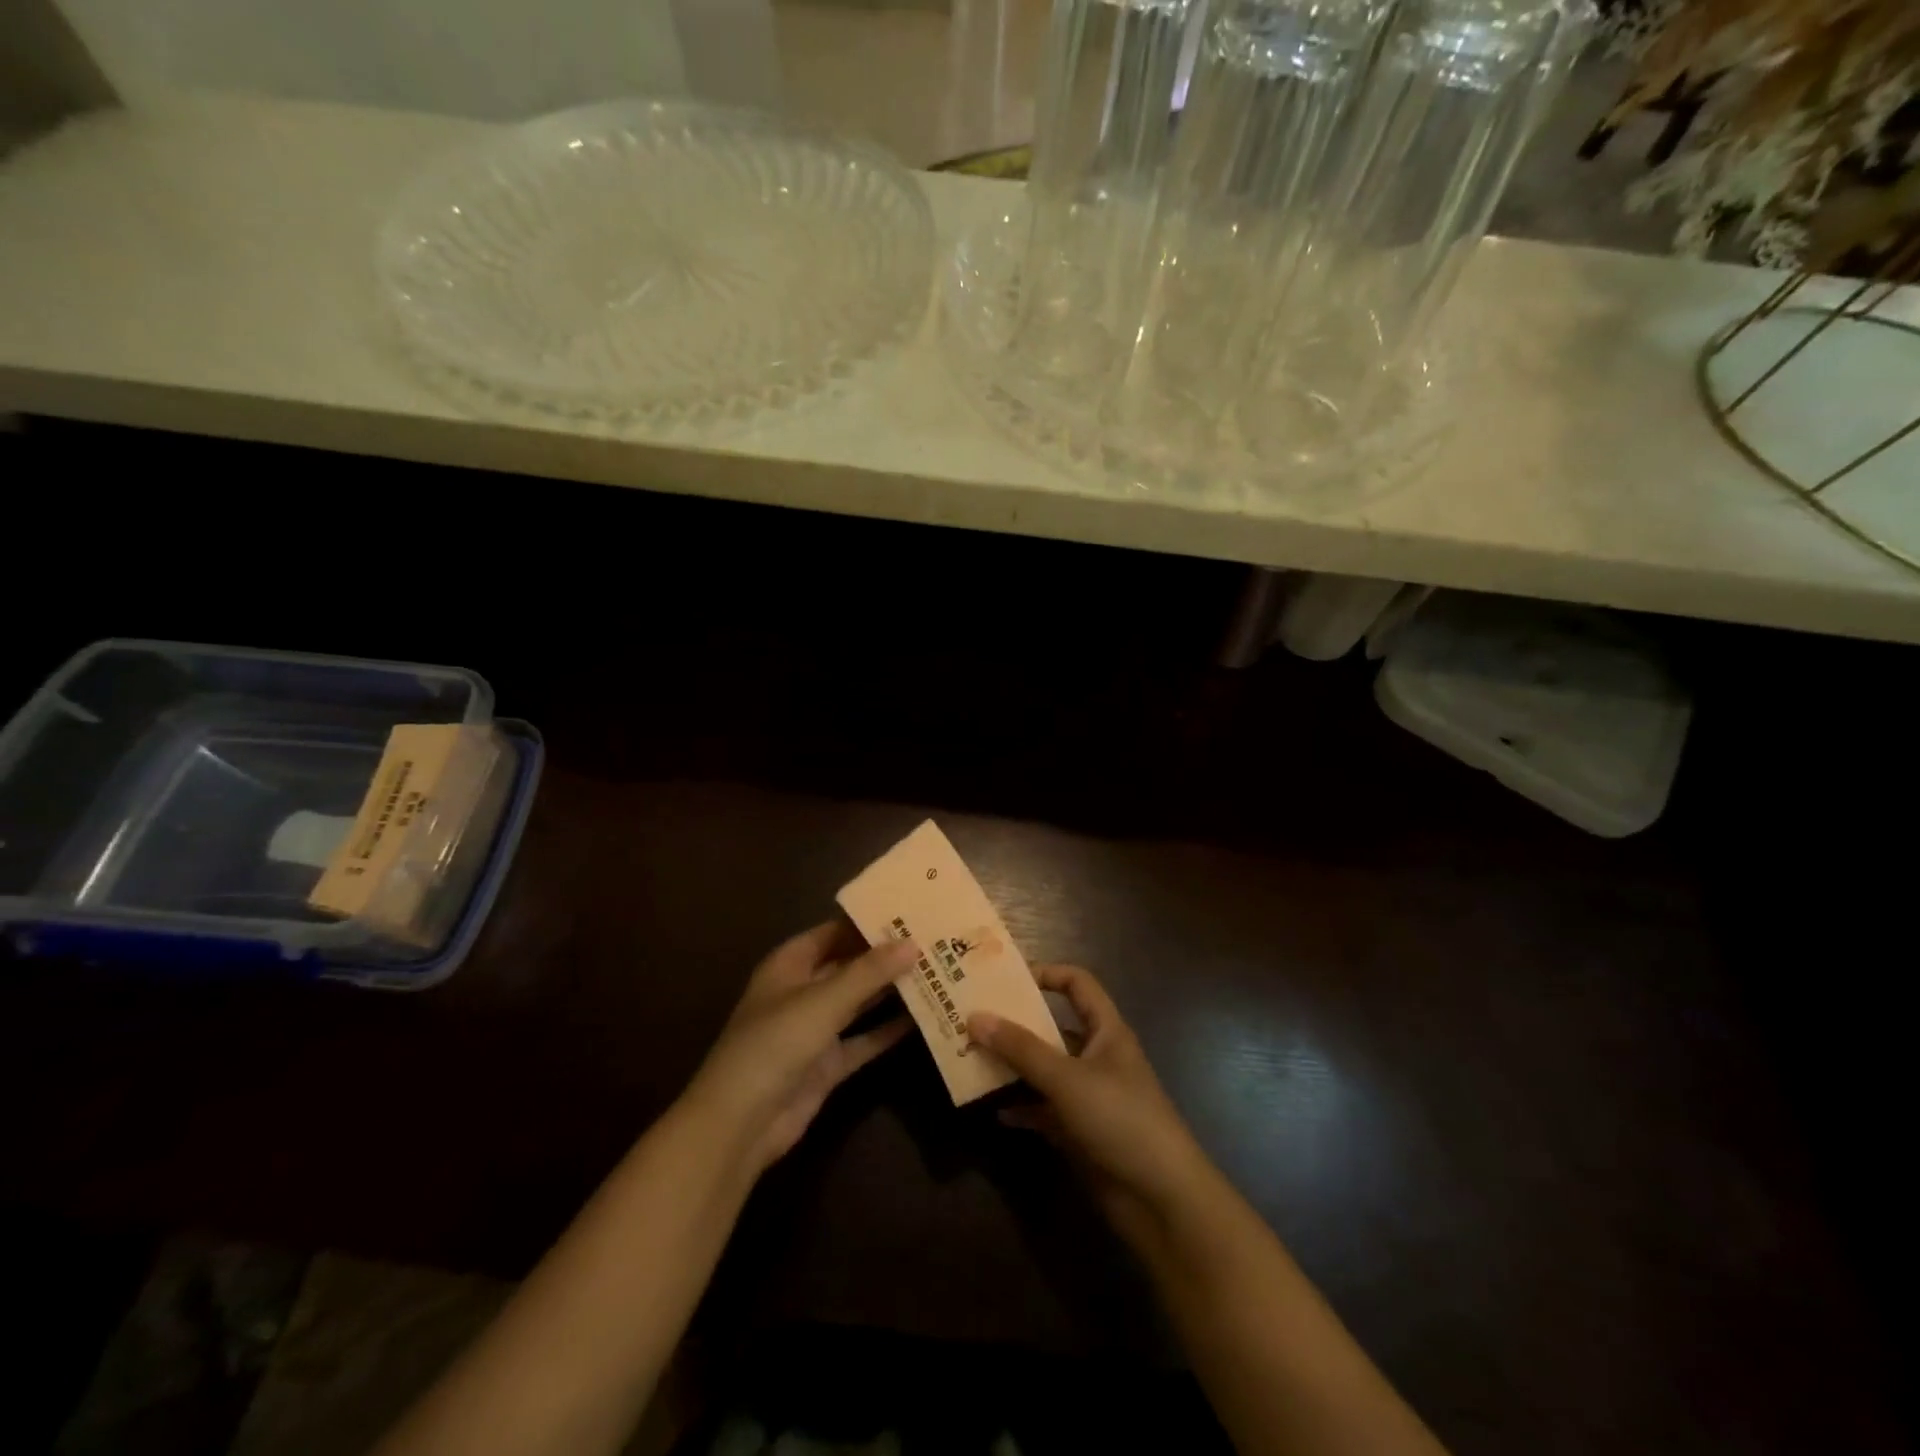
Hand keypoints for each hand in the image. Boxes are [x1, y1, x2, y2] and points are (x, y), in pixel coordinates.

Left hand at [682, 923, 916, 1176]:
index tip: (911, 911)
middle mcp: (802, 991)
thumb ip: (869, 972)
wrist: (741, 1123)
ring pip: (859, 1002)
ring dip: (891, 991)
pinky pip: (863, 1040)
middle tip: (933, 940)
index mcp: (790, 964)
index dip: (868, 922)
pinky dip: (888, 1031)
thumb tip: (913, 944)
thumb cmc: (775, 1044)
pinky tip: (923, 1019)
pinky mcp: (827, 1064)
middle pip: (849, 965)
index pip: (834, 931)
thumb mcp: (823, 1001)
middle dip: (886, 956)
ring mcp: (815, 1030)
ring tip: (936, 973)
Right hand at [970, 965, 1213, 1248]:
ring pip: (1045, 1071)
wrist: (1162, 1199)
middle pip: (1053, 1028)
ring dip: (1013, 1067)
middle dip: (1016, 1025)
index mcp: (1106, 1031)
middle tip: (973, 1020)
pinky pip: (1044, 1110)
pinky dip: (1022, 1108)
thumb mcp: (1066, 1078)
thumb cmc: (1120, 1119)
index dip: (1046, 974)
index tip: (1005, 979)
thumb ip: (1020, 1048)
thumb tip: (975, 1017)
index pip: (1077, 984)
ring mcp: (1090, 1096)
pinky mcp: (1082, 1133)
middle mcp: (1097, 1057)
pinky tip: (994, 1110)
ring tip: (972, 1060)